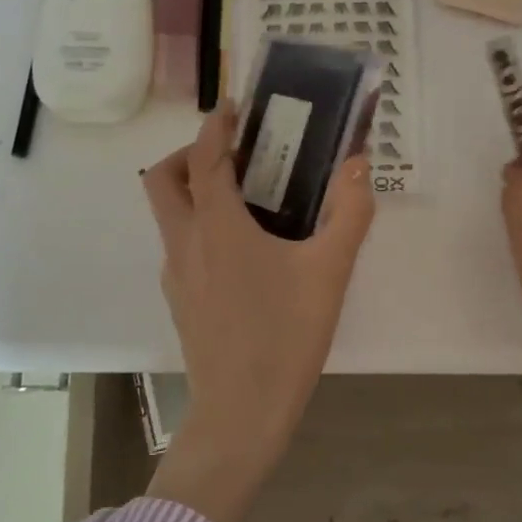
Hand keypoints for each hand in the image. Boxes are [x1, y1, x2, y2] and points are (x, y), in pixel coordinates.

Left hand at [141, 102, 375, 521]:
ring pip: (169, 214)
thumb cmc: (285, 336)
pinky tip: (245, 250)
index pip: (204, 157)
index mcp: (216, 226)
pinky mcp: (180, 300)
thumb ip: (350, 213)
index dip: (216, 125)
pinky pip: (181, 245)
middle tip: (234, 153)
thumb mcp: (330, 272)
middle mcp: (185, 242)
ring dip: (194, 190)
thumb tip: (359, 165)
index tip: (235, 107)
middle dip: (190, 153)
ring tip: (249, 198)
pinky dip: (201, 226)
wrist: (242, 413)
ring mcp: (176, 274)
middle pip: (163, 179)